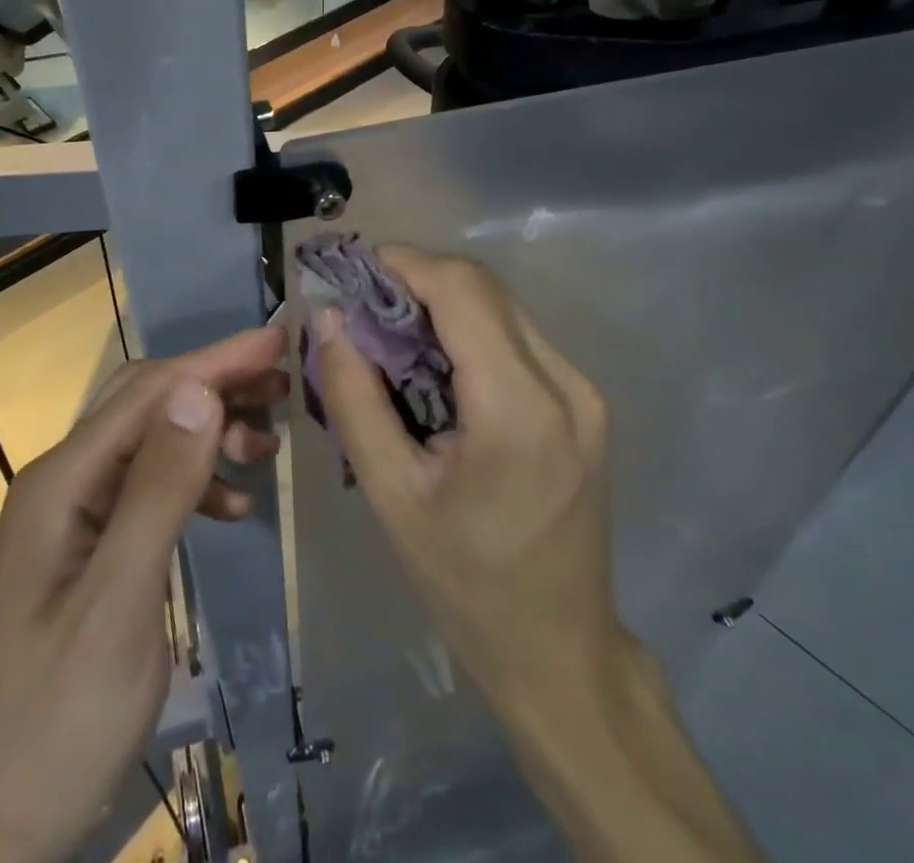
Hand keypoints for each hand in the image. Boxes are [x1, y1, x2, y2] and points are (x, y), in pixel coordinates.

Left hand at [0, 326, 286, 862]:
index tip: (279, 341)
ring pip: (153, 441)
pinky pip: (150, 488)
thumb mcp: (118, 604)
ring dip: (210, 432)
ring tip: (268, 445)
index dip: (217, 360)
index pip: (150, 392)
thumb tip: (199, 390)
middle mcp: (63, 481)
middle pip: (149, 404)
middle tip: (284, 385)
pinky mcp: (89, 546)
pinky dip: (196, 483)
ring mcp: (73, 515)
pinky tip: (234, 508)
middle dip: (216, 384)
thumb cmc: (58, 721)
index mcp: (61, 481)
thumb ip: (159, 492)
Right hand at [315, 248, 761, 861]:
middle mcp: (565, 383)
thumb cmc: (465, 582)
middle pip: (485, 288)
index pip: (462, 290)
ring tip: (392, 335)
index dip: (405, 263)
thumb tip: (327, 318)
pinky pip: (519, 336)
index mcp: (518, 407)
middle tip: (364, 306)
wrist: (560, 649)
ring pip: (502, 306)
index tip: (354, 271)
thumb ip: (353, 396)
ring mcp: (584, 390)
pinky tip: (436, 365)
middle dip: (419, 280)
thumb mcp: (392, 493)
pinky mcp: (586, 402)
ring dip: (444, 303)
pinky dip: (471, 330)